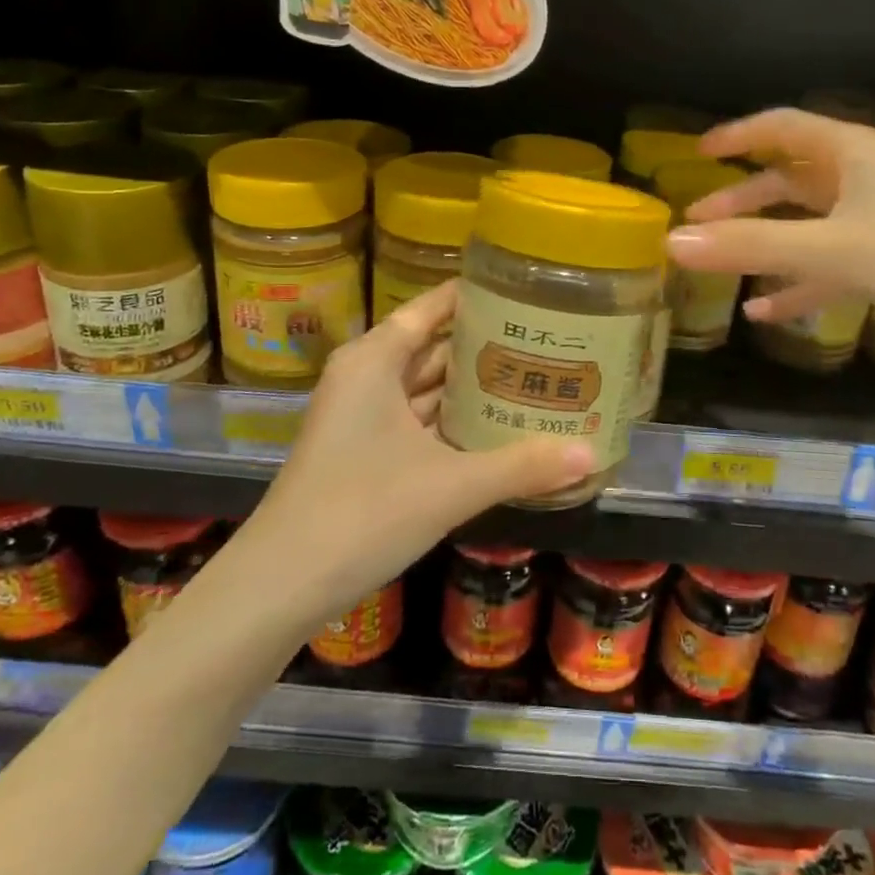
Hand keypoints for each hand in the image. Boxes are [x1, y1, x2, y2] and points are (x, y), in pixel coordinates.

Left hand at [244, 280, 593, 621]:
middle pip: (432, 347)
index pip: (431, 309)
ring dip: (470, 388)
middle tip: (544, 339)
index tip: (523, 291)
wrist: (282, 584)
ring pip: (424, 388)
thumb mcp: (451, 486)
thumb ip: (523, 466)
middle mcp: (365, 378)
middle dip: (483, 346)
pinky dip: (452, 423)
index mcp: (374, 361)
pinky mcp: (363, 453)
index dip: (474, 297)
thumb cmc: (363, 511)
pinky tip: (495, 430)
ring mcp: (361, 418)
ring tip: (532, 377)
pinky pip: (417, 422)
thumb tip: (591, 454)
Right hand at [664, 108, 874, 376]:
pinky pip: (827, 270)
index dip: (739, 135)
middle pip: (790, 179)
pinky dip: (795, 285)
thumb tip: (672, 241)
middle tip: (699, 216)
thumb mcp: (830, 248)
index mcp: (853, 155)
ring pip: (806, 226)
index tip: (699, 152)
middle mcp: (864, 182)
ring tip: (720, 261)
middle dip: (743, 197)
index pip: (783, 127)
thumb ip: (750, 245)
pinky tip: (765, 312)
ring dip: (764, 241)